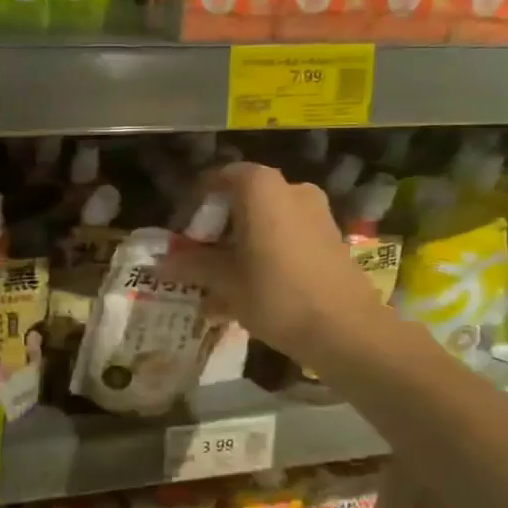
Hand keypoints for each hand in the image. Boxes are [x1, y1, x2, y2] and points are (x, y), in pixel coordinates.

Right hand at [182, 162, 393, 364]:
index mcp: (261, 189)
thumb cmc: (276, 295)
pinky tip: (251, 289)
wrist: (346, 329)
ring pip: (265, 221)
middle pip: (243, 200)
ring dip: (241, 244)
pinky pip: (287, 236)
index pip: (219, 178)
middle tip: (199, 258)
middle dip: (218, 228)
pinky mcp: (330, 238)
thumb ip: (192, 266)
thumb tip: (160, 263)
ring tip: (222, 281)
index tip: (183, 231)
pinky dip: (266, 254)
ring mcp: (316, 213)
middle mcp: (291, 189)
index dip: (197, 203)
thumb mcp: (224, 282)